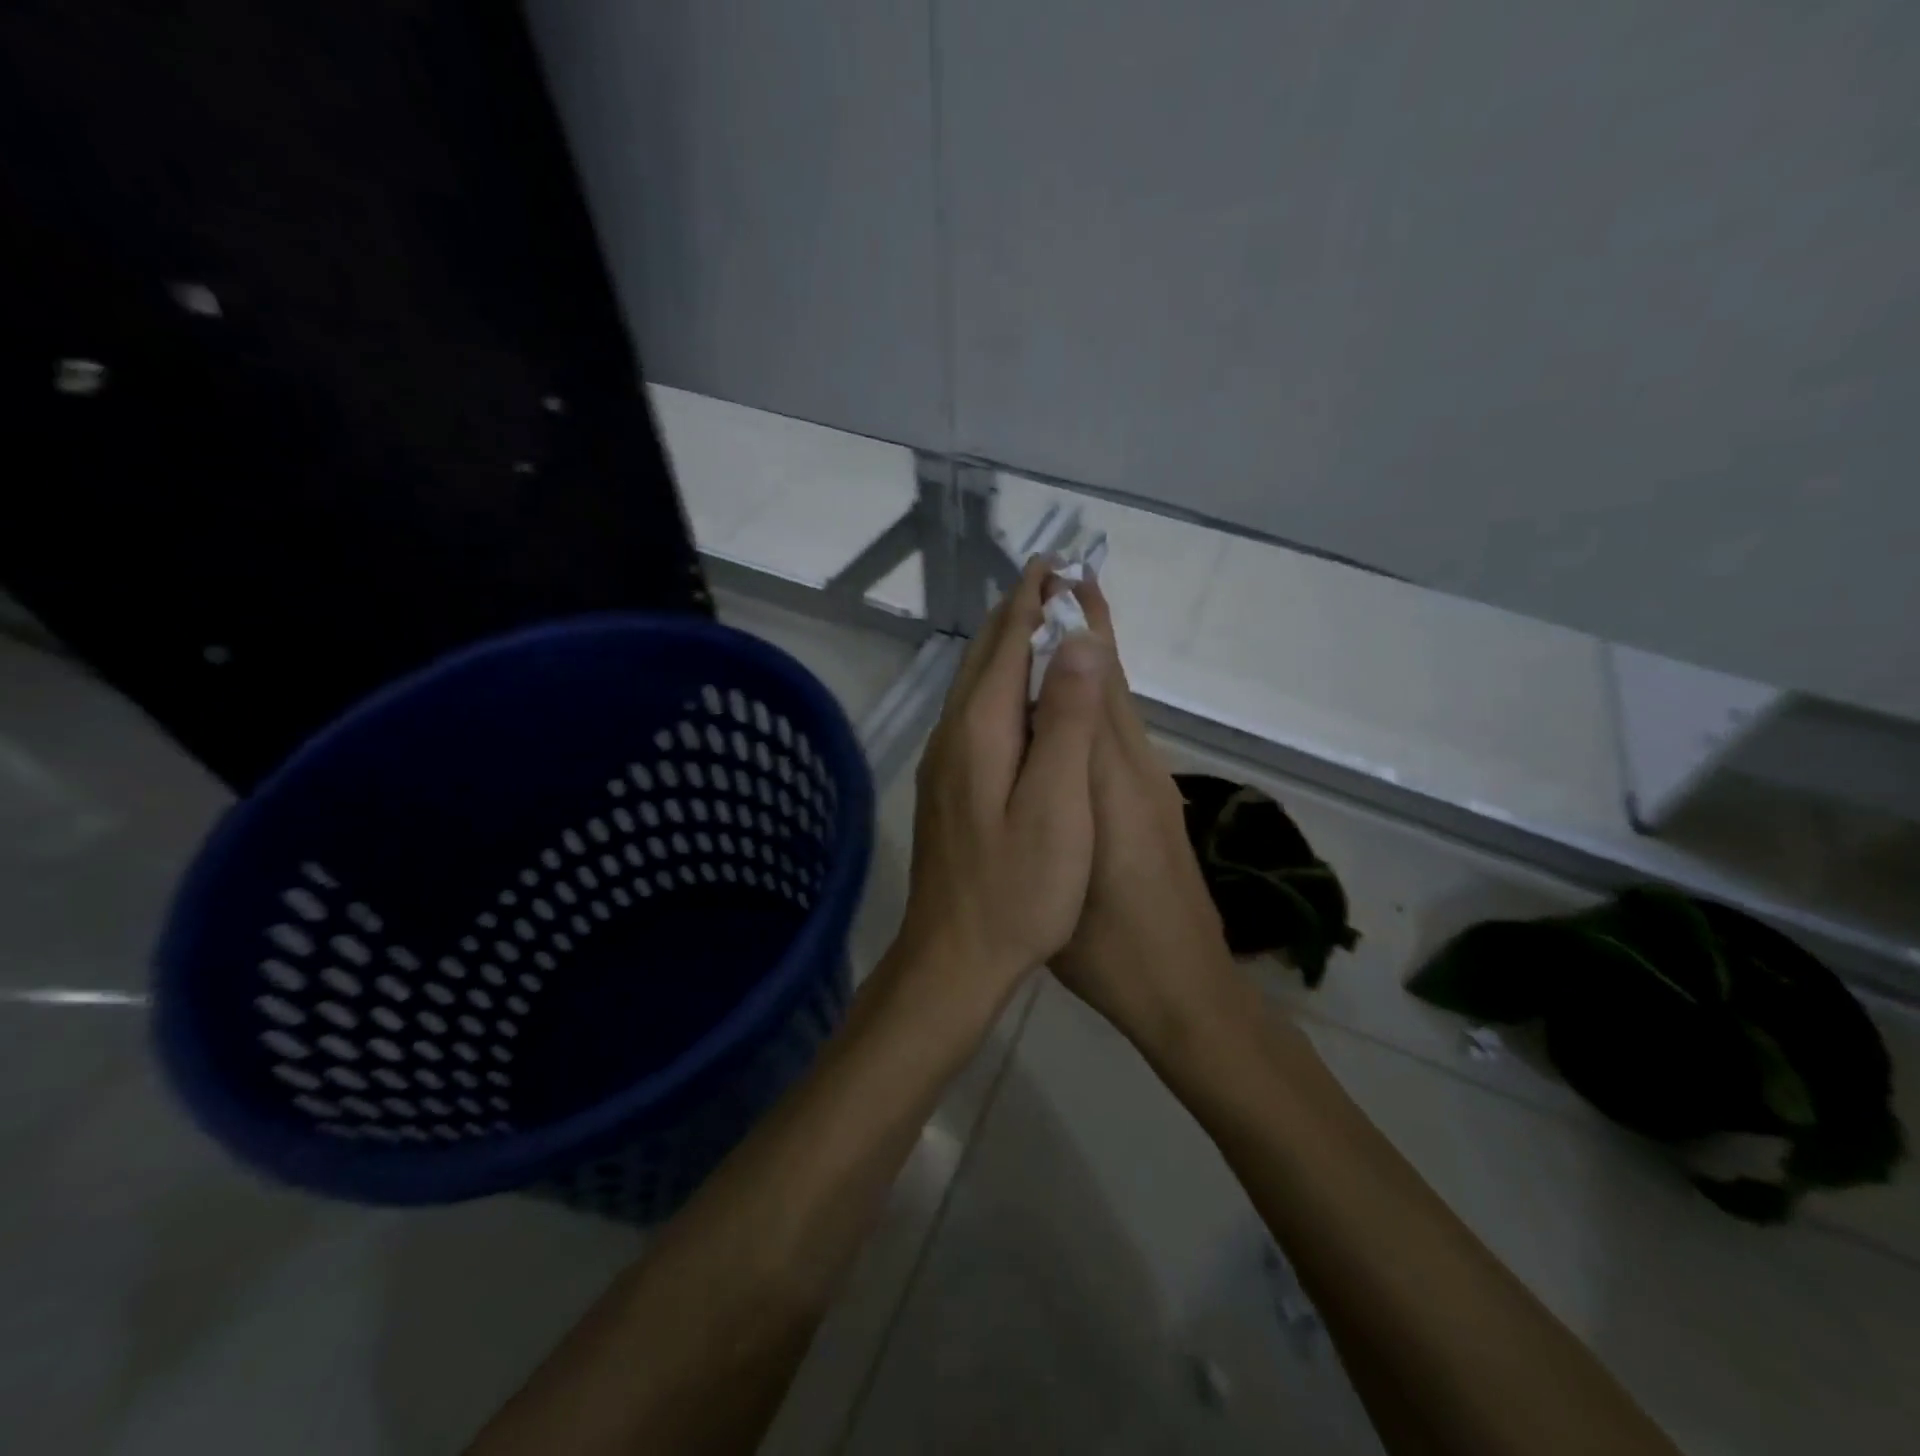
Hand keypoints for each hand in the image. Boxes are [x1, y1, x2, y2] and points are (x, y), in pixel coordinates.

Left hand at [896, 555, 1109, 1000]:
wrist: (954, 956)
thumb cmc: (1017, 888)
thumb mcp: (1057, 805)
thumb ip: (1065, 720)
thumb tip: (1075, 640)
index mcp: (980, 731)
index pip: (1006, 645)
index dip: (1031, 601)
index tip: (1054, 563)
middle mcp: (953, 735)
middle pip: (984, 658)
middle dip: (1017, 614)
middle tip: (1050, 579)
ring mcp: (946, 763)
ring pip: (976, 686)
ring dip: (1006, 648)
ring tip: (1037, 624)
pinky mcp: (949, 788)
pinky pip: (976, 715)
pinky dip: (1000, 687)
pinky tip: (1017, 698)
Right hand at [1050, 577, 1238, 1052]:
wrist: (1182, 989)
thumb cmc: (1112, 942)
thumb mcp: (1075, 870)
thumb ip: (1065, 785)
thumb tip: (1056, 710)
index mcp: (1112, 780)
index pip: (1094, 687)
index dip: (1075, 633)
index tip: (1057, 582)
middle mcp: (1136, 769)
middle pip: (1113, 685)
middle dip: (1090, 628)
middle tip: (1065, 575)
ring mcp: (1149, 787)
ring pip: (1119, 706)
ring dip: (1098, 657)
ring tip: (1071, 617)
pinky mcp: (1151, 806)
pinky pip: (1120, 734)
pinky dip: (1102, 697)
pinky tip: (1081, 698)